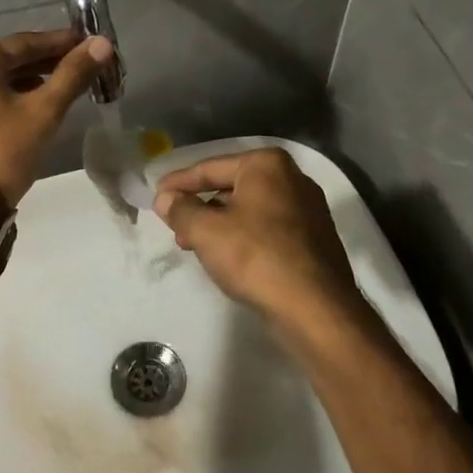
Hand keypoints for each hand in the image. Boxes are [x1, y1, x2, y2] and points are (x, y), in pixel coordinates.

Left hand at [0, 29, 112, 201]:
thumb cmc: (4, 150)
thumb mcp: (44, 110)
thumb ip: (73, 74)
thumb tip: (102, 43)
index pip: (24, 42)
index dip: (60, 42)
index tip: (88, 43)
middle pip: (11, 59)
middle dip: (48, 61)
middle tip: (83, 64)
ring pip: (0, 79)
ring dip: (33, 79)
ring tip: (67, 83)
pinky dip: (15, 95)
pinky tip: (39, 104)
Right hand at [153, 147, 364, 332]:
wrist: (316, 308)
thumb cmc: (256, 257)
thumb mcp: (206, 231)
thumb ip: (181, 210)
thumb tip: (165, 198)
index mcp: (267, 164)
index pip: (210, 168)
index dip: (179, 183)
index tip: (156, 195)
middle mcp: (292, 178)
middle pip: (232, 187)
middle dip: (200, 207)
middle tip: (173, 227)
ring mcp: (308, 208)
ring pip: (250, 209)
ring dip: (219, 225)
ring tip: (195, 246)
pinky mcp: (314, 238)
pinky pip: (268, 229)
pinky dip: (244, 237)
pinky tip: (228, 258)